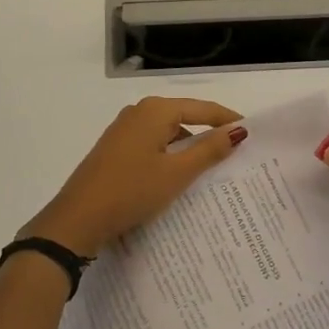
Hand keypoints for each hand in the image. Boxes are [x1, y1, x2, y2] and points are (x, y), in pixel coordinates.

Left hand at [22, 97, 247, 255]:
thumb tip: (238, 131)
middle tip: (236, 151)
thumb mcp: (176, 173)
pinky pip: (152, 145)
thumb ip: (209, 149)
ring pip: (167, 133)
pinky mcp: (115, 149)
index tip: (251, 132)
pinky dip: (170, 155)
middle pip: (184, 117)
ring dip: (188, 147)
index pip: (202, 108)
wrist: (77, 220)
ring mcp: (123, 130)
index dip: (227, 119)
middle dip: (208, 133)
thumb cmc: (131, 191)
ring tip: (213, 167)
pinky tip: (179, 175)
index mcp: (155, 111)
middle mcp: (138, 112)